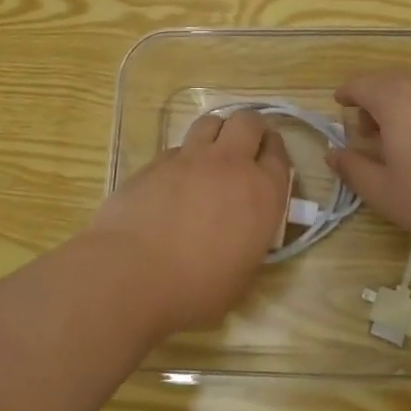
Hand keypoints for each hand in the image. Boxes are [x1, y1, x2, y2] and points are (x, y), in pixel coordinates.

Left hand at [85, 108, 291, 333]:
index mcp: (262, 193)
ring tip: (212, 155)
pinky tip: (175, 181)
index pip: (279, 154)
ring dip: (218, 132)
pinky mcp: (156, 162)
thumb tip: (242, 231)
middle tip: (246, 148)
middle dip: (251, 128)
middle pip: (248, 122)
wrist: (132, 273)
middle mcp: (230, 164)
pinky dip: (184, 157)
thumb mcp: (242, 273)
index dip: (275, 152)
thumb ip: (250, 240)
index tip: (268, 160)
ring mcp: (190, 158)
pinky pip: (178, 148)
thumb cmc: (196, 288)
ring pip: (211, 122)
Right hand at [326, 70, 410, 261]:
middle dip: (372, 102)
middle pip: (387, 81)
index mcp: (395, 98)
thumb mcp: (386, 194)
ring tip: (403, 141)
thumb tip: (334, 153)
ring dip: (400, 105)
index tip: (340, 107)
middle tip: (370, 136)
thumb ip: (353, 169)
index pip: (360, 83)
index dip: (346, 95)